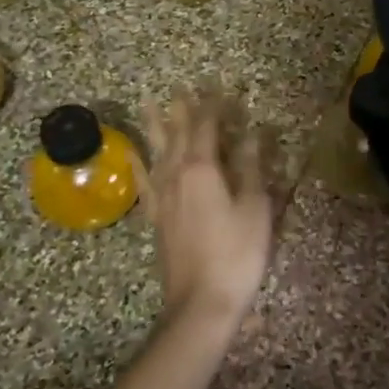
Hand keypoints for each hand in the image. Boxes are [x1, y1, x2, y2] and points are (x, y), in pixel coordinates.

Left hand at [138, 91, 274, 330]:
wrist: (201, 302)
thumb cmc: (237, 254)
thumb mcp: (255, 209)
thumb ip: (250, 169)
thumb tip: (252, 135)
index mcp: (203, 169)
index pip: (207, 127)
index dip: (214, 106)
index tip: (220, 87)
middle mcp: (176, 175)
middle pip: (178, 133)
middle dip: (183, 108)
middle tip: (182, 86)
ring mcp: (162, 196)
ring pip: (156, 150)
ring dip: (155, 125)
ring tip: (149, 102)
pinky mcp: (156, 216)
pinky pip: (143, 180)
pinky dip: (138, 163)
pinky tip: (133, 154)